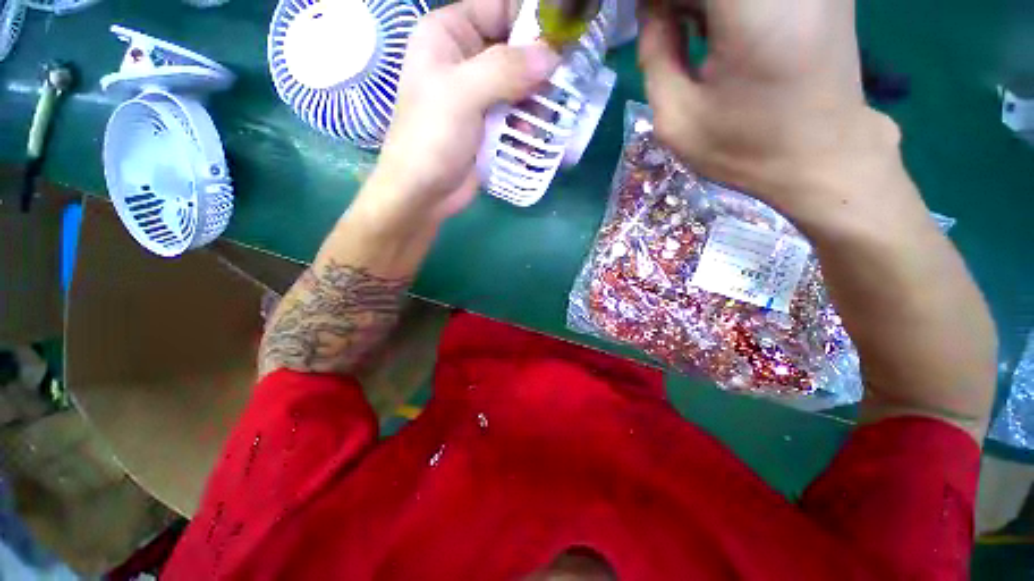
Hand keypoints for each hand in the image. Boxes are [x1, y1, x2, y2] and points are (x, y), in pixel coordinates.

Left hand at [360, 0, 559, 225]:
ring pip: (520, 85)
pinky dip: (528, 125)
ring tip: (542, 123)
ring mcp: (478, 96)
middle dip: (539, 69)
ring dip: (535, 103)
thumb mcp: (462, 95)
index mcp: (449, 35)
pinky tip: (530, 142)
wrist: (423, 194)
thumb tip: (552, 57)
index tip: (563, 42)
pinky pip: (517, 114)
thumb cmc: (432, 139)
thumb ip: (506, 69)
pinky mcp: (488, 125)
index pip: (499, 8)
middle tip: (562, 87)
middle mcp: (465, 59)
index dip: (532, 20)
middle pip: (514, 49)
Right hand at [638, 0, 899, 220]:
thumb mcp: (677, 117)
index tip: (646, 24)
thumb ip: (655, 55)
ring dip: (699, 6)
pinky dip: (722, 8)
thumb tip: (650, 10)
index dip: (657, 2)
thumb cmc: (745, 147)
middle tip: (662, 33)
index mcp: (751, 8)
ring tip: (685, 34)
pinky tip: (714, 28)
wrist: (823, 158)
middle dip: (676, 4)